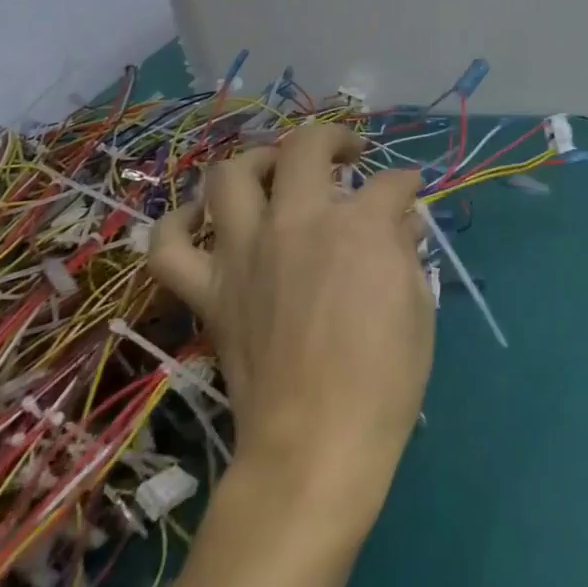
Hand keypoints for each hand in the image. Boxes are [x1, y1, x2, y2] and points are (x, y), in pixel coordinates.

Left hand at [147, 123, 435, 515]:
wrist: (315, 448)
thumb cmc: (384, 379)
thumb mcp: (418, 305)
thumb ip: (405, 250)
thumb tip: (401, 223)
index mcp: (358, 226)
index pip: (389, 183)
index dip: (406, 184)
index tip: (410, 193)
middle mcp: (298, 222)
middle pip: (306, 148)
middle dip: (334, 138)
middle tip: (348, 155)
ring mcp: (245, 254)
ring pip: (232, 175)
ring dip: (258, 160)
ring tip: (277, 169)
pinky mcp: (210, 293)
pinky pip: (169, 247)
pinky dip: (178, 224)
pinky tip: (201, 217)